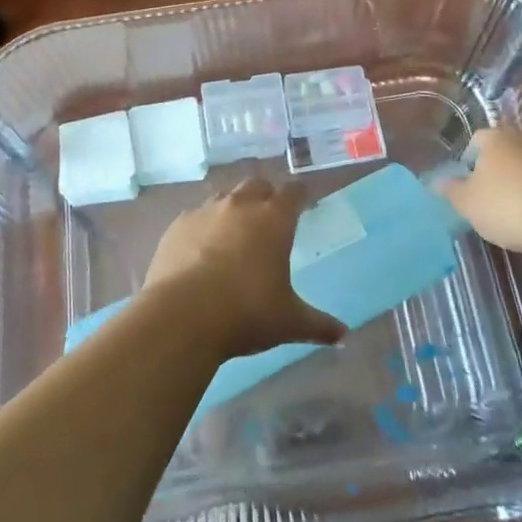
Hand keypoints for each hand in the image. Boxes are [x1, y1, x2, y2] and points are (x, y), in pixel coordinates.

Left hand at [146, 179, 347, 358]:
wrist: (182, 316)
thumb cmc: (247, 313)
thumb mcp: (289, 322)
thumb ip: (318, 325)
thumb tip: (343, 335)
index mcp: (274, 219)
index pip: (293, 192)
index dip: (300, 195)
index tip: (303, 201)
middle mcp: (240, 205)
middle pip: (257, 185)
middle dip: (265, 195)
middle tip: (269, 215)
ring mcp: (205, 211)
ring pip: (224, 196)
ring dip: (233, 207)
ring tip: (235, 230)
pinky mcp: (177, 225)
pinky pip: (195, 216)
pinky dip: (202, 226)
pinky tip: (200, 248)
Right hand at [437, 129, 521, 253]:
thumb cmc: (509, 205)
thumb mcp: (468, 204)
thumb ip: (451, 191)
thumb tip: (436, 180)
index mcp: (494, 138)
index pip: (475, 141)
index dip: (468, 163)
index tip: (467, 187)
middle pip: (505, 151)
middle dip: (498, 172)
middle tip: (491, 200)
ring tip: (519, 213)